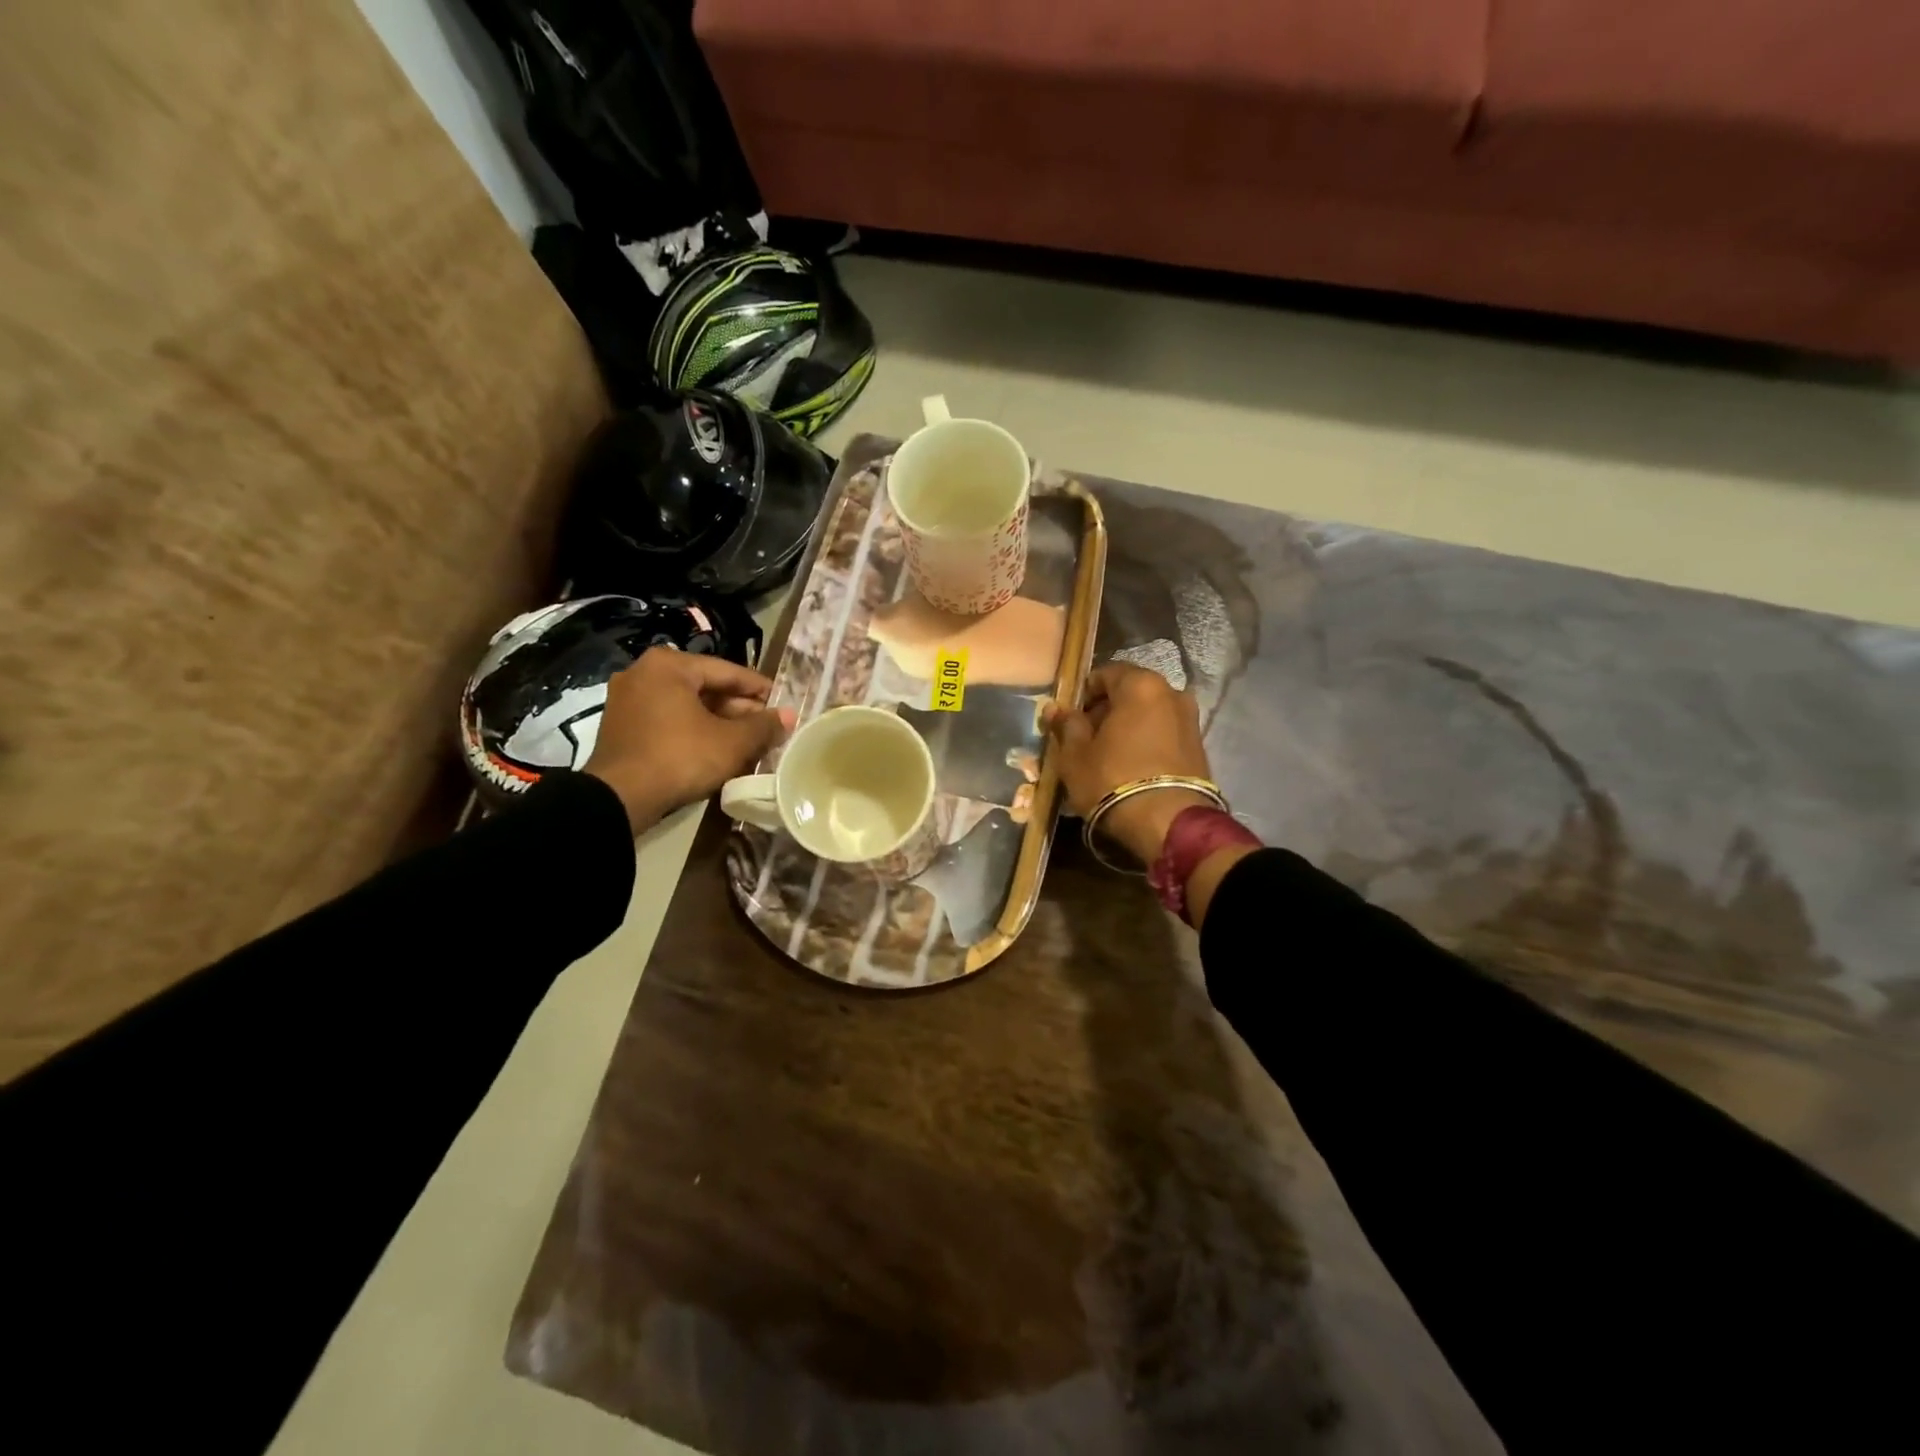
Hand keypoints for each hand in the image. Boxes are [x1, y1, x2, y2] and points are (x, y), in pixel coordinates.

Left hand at [584, 647, 793, 832]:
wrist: (619, 799)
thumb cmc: (680, 758)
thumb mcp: (732, 742)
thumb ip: (764, 726)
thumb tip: (790, 716)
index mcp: (669, 665)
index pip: (728, 672)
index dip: (760, 689)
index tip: (783, 703)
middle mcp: (644, 673)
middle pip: (705, 687)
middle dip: (739, 710)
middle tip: (767, 728)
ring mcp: (627, 699)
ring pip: (687, 706)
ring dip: (718, 722)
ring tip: (748, 743)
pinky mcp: (621, 726)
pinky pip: (668, 720)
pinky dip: (693, 731)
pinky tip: (716, 750)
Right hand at [1045, 661, 1214, 863]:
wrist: (1168, 823)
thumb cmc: (1113, 779)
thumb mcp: (1075, 754)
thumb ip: (1066, 725)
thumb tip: (1055, 708)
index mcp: (1140, 684)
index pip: (1105, 674)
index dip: (1082, 695)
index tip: (1069, 719)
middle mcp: (1171, 692)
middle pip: (1129, 693)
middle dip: (1105, 712)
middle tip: (1084, 740)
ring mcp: (1190, 720)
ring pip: (1147, 715)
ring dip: (1126, 729)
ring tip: (1106, 758)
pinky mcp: (1199, 747)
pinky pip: (1163, 735)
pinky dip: (1145, 743)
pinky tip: (1129, 768)